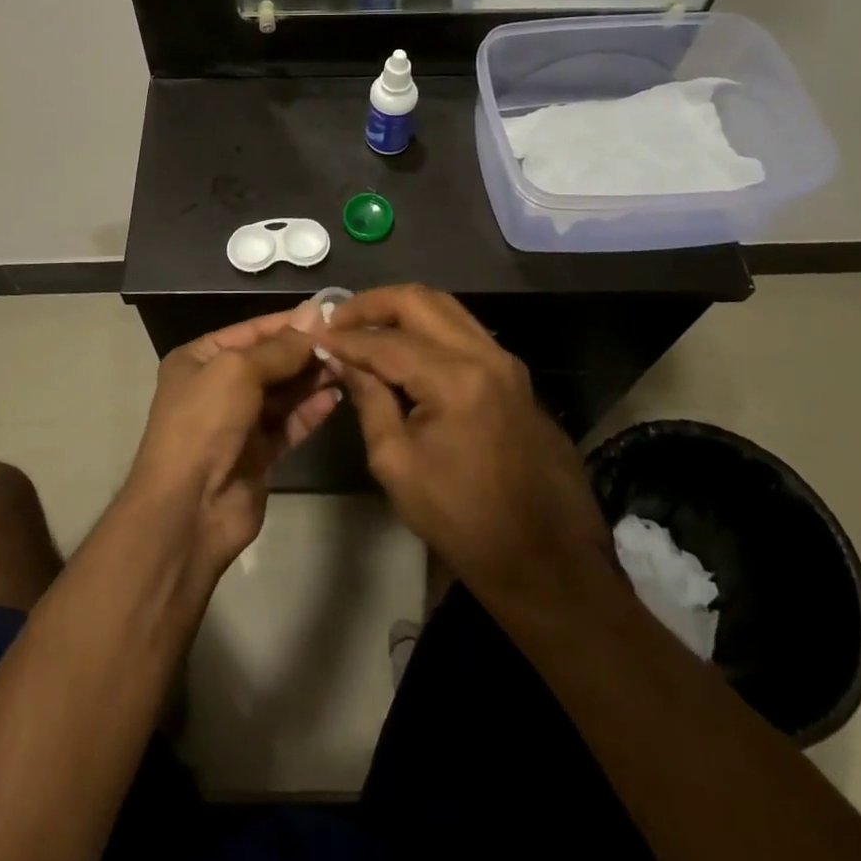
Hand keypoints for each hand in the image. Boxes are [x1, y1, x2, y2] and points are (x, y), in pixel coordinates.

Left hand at [127, 305, 342, 578]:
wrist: (187, 508)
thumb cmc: (204, 422)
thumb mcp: (237, 370)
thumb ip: (279, 348)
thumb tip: (314, 317)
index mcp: (199, 359)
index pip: (251, 331)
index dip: (289, 322)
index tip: (329, 314)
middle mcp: (217, 387)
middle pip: (270, 362)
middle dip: (304, 352)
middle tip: (346, 343)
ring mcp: (238, 423)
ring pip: (283, 393)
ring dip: (312, 380)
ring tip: (346, 366)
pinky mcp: (258, 455)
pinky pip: (289, 425)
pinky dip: (310, 411)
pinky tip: (335, 398)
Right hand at [319, 286, 608, 599]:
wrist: (546, 559)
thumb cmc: (463, 521)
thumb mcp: (398, 464)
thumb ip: (369, 399)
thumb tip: (342, 360)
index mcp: (455, 379)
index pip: (387, 341)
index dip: (345, 338)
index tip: (314, 337)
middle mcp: (484, 354)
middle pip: (419, 301)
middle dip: (372, 304)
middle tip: (338, 320)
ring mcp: (505, 361)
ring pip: (446, 307)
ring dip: (402, 310)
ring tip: (366, 328)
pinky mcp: (515, 374)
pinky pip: (464, 331)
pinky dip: (429, 328)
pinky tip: (405, 348)